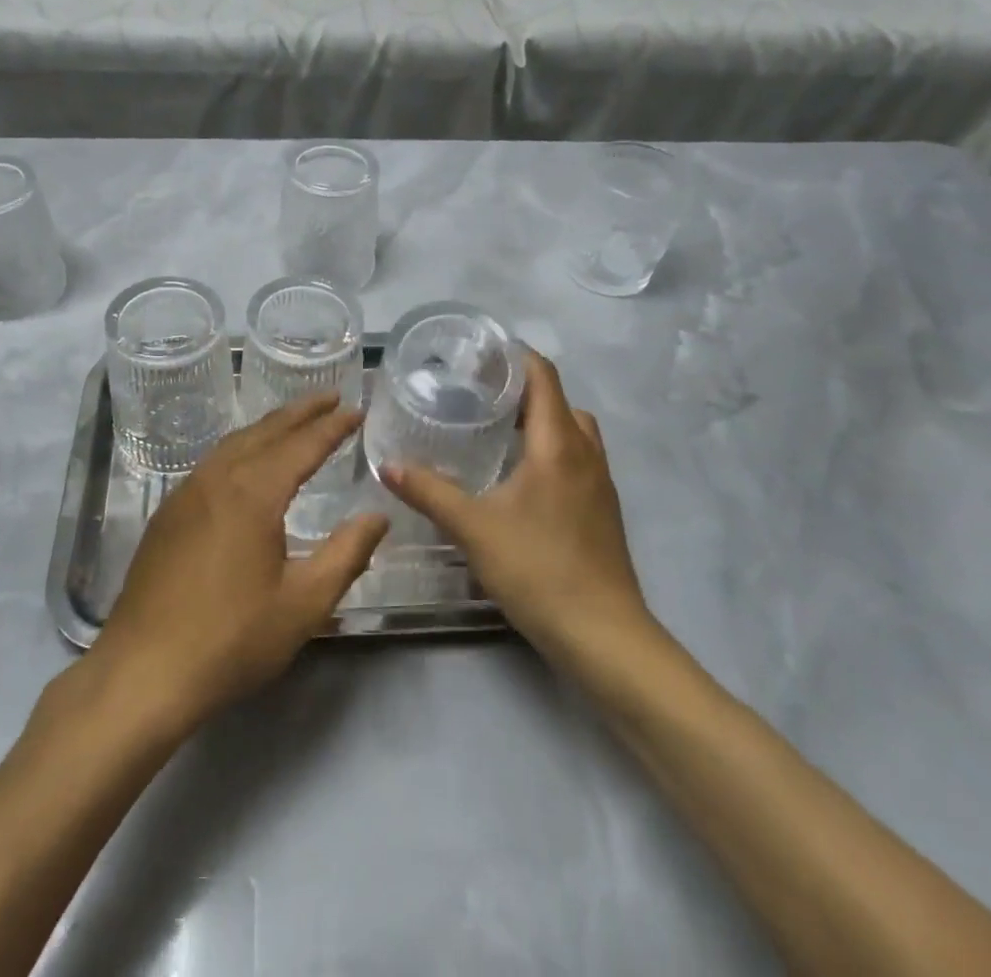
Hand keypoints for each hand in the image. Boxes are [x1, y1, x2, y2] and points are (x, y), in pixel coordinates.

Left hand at [91, 396, 388, 732]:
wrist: (143, 672)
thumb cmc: (231, 639)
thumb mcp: (304, 604)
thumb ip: (347, 554)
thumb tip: (378, 516)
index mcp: (253, 491)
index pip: (302, 445)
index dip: (332, 426)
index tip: (356, 409)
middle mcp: (217, 478)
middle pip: (265, 431)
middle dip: (301, 412)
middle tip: (331, 396)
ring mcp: (186, 493)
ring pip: (234, 443)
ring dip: (268, 427)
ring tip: (294, 422)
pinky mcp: (167, 514)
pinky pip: (212, 463)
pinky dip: (241, 448)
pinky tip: (247, 463)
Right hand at [382, 352, 654, 665]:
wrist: (603, 635)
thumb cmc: (538, 569)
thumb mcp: (473, 527)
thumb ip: (429, 492)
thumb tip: (387, 464)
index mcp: (558, 444)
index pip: (544, 377)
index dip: (516, 357)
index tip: (481, 354)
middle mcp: (586, 454)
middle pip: (559, 402)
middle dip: (524, 390)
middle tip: (479, 393)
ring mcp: (600, 484)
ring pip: (573, 433)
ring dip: (541, 422)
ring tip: (497, 432)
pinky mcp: (602, 511)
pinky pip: (578, 461)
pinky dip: (552, 452)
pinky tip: (520, 479)